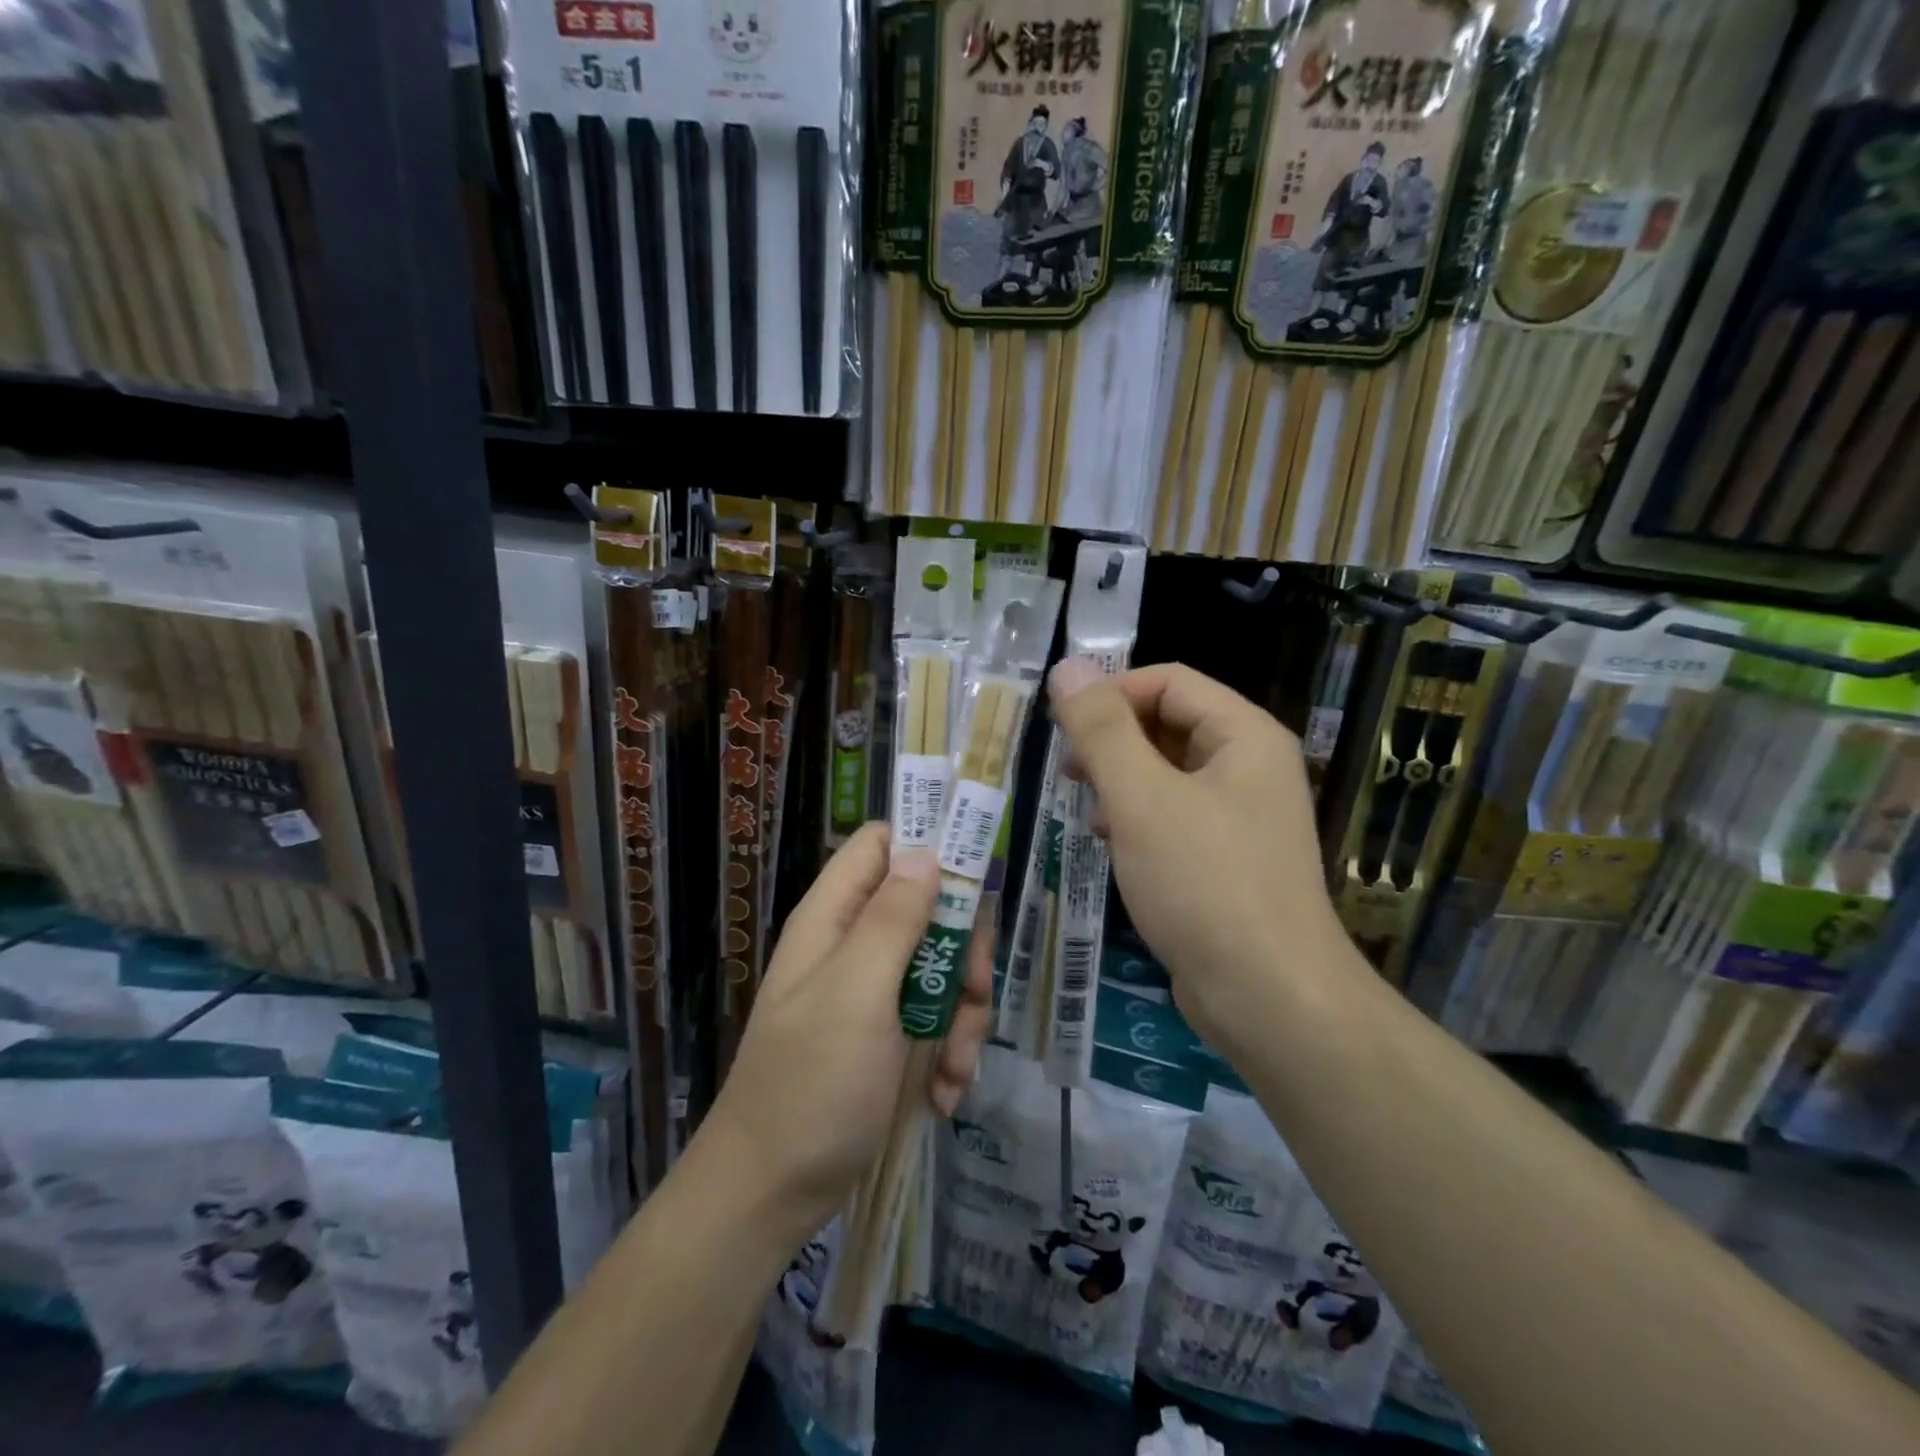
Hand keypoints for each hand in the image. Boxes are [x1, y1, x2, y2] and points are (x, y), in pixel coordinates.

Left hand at [704, 824, 993, 1234]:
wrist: (772, 1194)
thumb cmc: (811, 1084)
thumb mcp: (857, 993)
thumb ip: (893, 919)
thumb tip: (927, 853)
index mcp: (835, 916)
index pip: (882, 844)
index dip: (928, 844)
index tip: (976, 877)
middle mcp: (855, 944)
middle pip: (930, 907)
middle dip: (963, 949)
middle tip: (974, 988)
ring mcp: (873, 992)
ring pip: (943, 968)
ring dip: (962, 1015)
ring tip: (955, 1068)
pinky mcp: (888, 1036)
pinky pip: (937, 1019)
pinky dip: (949, 1053)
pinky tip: (943, 1094)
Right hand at [1047, 661, 1349, 1058]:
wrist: (1269, 998)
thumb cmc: (1204, 884)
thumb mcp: (1142, 798)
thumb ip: (1102, 730)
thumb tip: (1066, 667)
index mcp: (1244, 736)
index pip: (1168, 681)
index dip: (1111, 694)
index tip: (1062, 728)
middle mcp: (1249, 766)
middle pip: (1169, 723)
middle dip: (1113, 740)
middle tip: (1069, 772)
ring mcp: (1241, 815)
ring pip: (1167, 772)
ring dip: (1120, 781)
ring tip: (1087, 810)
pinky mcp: (1227, 858)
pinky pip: (1174, 815)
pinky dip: (1138, 818)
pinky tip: (1113, 844)